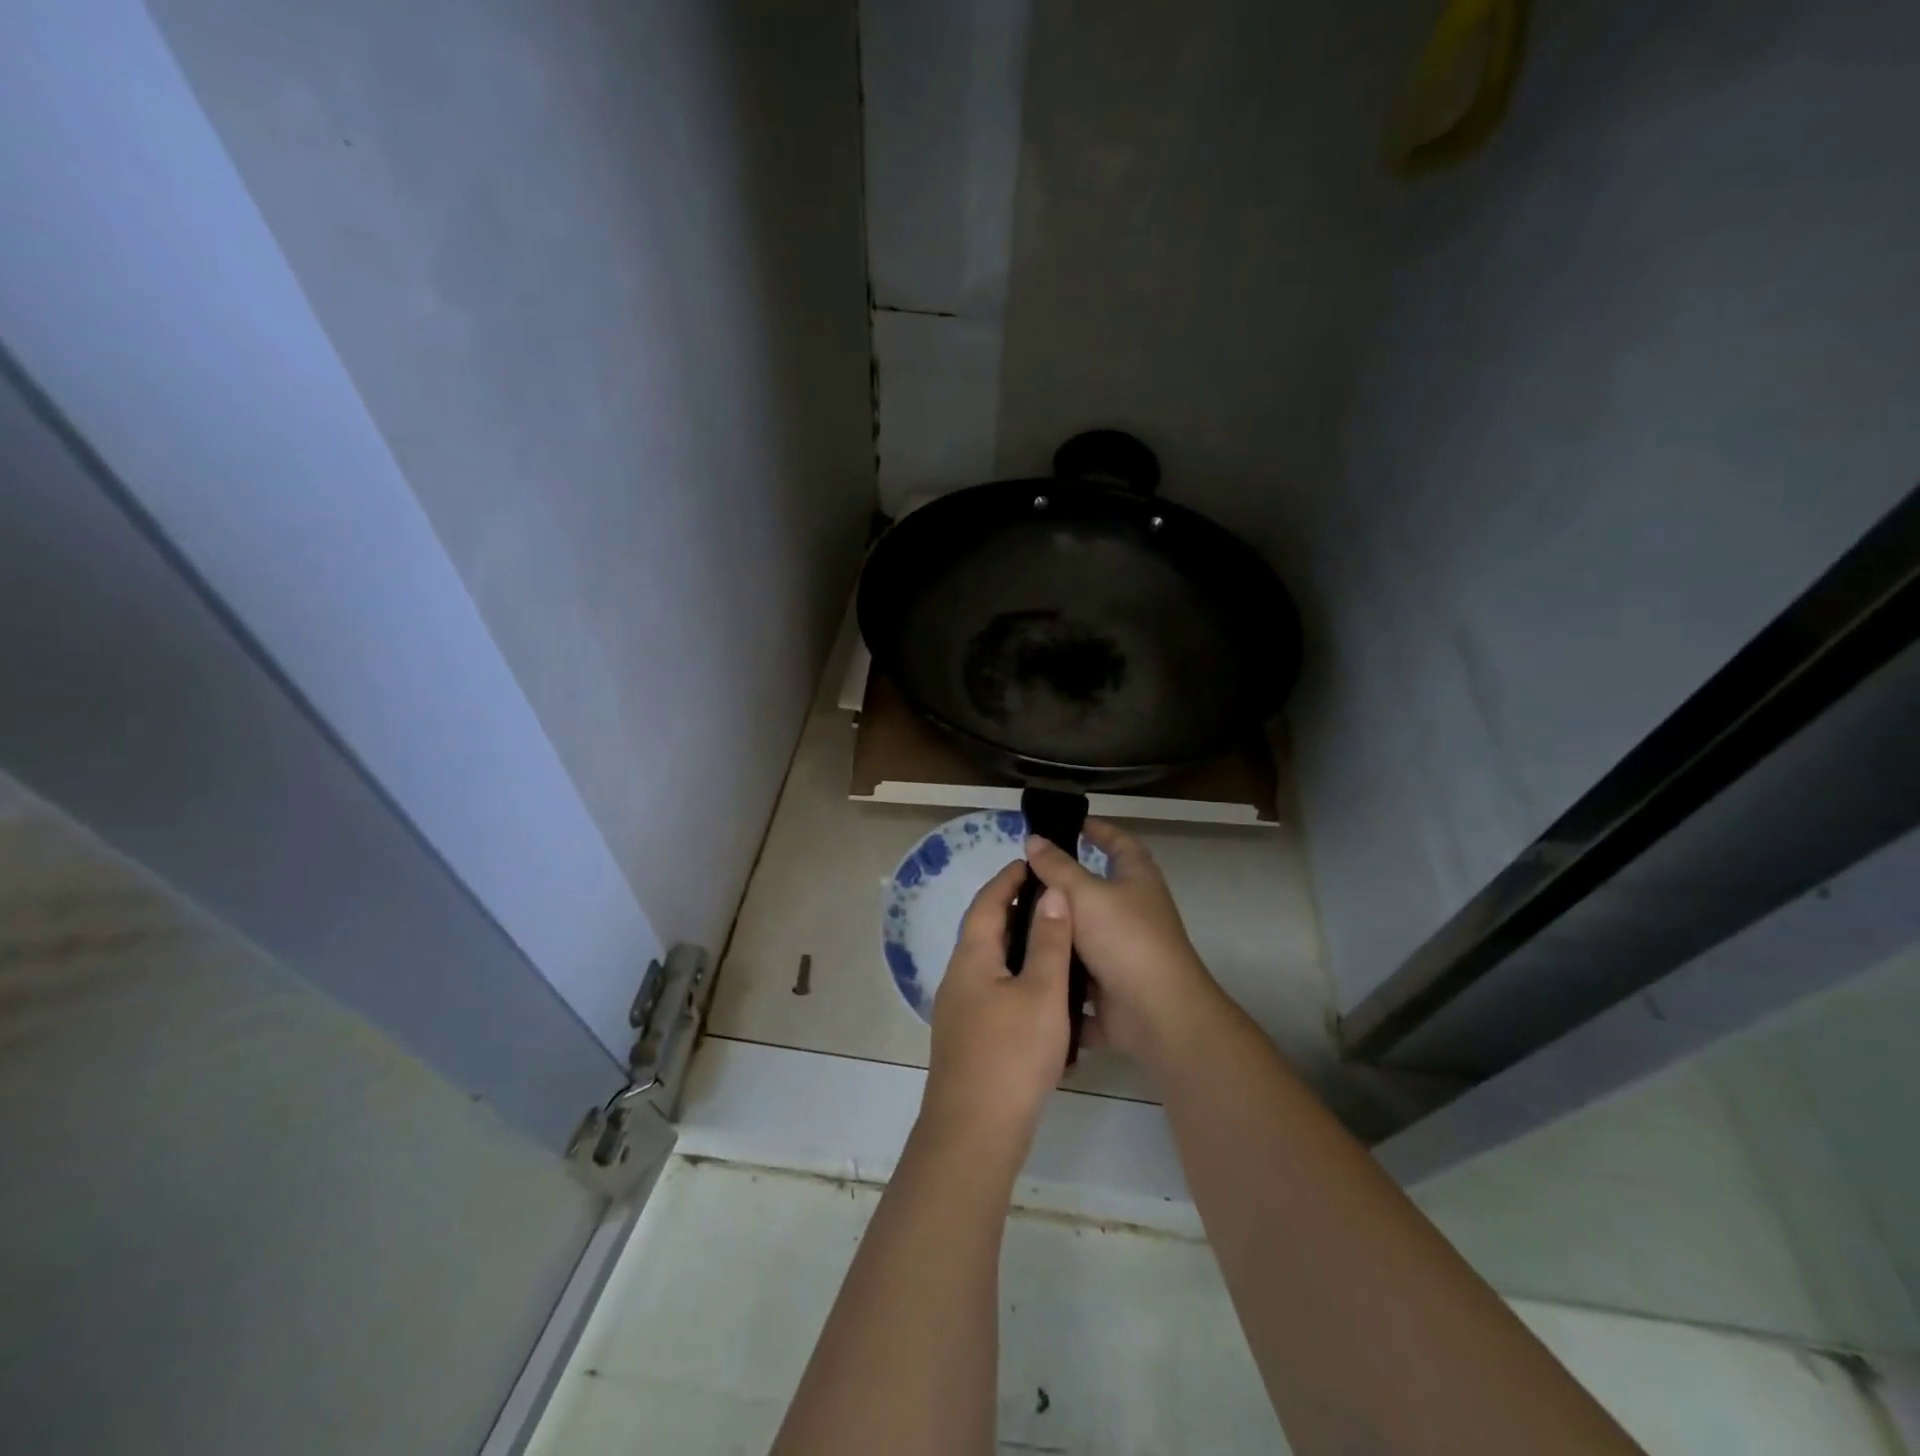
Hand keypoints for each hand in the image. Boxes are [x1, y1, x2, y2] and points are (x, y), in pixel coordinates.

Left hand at [922, 858, 1071, 1152]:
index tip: (1030, 862)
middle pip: (984, 931)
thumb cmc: (1011, 1055)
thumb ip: (1049, 941)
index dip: (1008, 880)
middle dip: (1014, 910)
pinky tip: (1045, 998)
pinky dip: (1018, 980)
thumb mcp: (1042, 993)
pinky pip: (994, 994)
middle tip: (1051, 900)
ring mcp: (959, 1012)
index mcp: (971, 958)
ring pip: (990, 964)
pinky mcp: (969, 1040)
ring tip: (1055, 943)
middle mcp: (958, 978)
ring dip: (1018, 947)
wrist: (974, 1134)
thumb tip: (1052, 893)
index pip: (987, 903)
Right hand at [1023, 821, 1222, 1066]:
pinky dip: (1057, 970)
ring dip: (1055, 931)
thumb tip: (1034, 839)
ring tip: (1011, 922)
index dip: (1098, 830)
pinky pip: (1078, 974)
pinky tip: (1023, 964)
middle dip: (1061, 885)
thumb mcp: (1085, 893)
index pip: (1119, 842)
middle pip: (1095, 890)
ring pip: (1082, 934)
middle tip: (1022, 878)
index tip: (1071, 823)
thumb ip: (1057, 867)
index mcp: (1137, 879)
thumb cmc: (1125, 939)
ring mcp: (1123, 951)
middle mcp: (1133, 911)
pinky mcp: (1112, 986)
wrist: (1156, 1014)